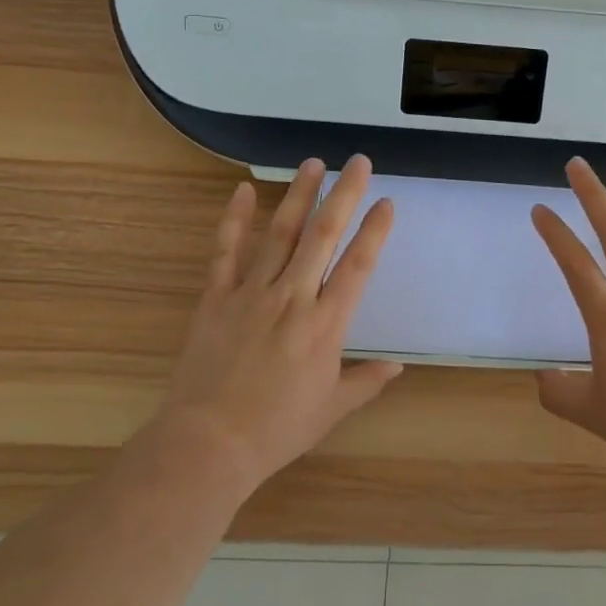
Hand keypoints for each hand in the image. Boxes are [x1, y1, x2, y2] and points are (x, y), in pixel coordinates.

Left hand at [155, 156, 400, 489]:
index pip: (358, 265)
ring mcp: (253, 293)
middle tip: (357, 162)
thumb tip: (396, 367)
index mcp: (326, 324)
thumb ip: (366, 382)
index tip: (386, 202)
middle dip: (343, 195)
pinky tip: (242, 191)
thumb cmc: (277, 429)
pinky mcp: (217, 298)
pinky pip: (226, 251)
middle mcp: (294, 297)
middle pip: (323, 236)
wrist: (208, 444)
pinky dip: (233, 219)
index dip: (374, 231)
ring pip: (280, 233)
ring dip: (298, 195)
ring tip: (313, 163)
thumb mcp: (331, 409)